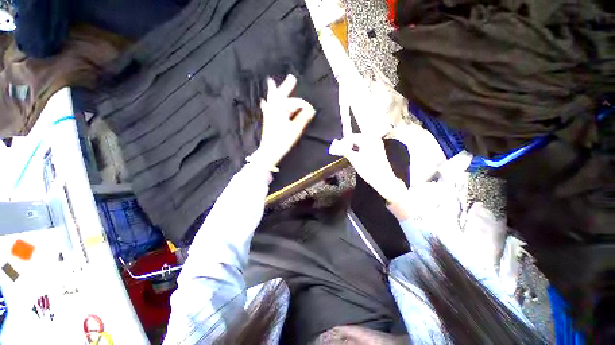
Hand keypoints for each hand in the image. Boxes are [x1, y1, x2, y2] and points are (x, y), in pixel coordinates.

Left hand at [249, 75, 315, 169]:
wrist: (270, 151)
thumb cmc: (283, 140)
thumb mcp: (295, 129)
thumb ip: (303, 118)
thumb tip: (312, 109)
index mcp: (281, 110)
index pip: (294, 103)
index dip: (303, 105)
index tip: (311, 109)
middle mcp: (274, 109)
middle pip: (280, 95)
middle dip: (286, 86)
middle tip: (292, 77)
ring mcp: (269, 114)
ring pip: (273, 100)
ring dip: (274, 92)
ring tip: (271, 82)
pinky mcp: (268, 120)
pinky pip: (267, 108)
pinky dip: (266, 104)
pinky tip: (263, 101)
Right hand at [330, 134, 406, 204]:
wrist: (383, 179)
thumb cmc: (368, 170)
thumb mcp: (354, 160)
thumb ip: (345, 151)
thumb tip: (337, 147)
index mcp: (367, 139)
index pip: (351, 136)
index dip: (343, 142)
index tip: (337, 148)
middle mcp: (373, 138)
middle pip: (357, 137)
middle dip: (348, 143)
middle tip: (341, 151)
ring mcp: (377, 142)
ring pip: (361, 140)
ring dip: (354, 145)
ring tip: (347, 152)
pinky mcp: (378, 147)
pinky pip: (366, 143)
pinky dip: (360, 147)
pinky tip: (356, 153)